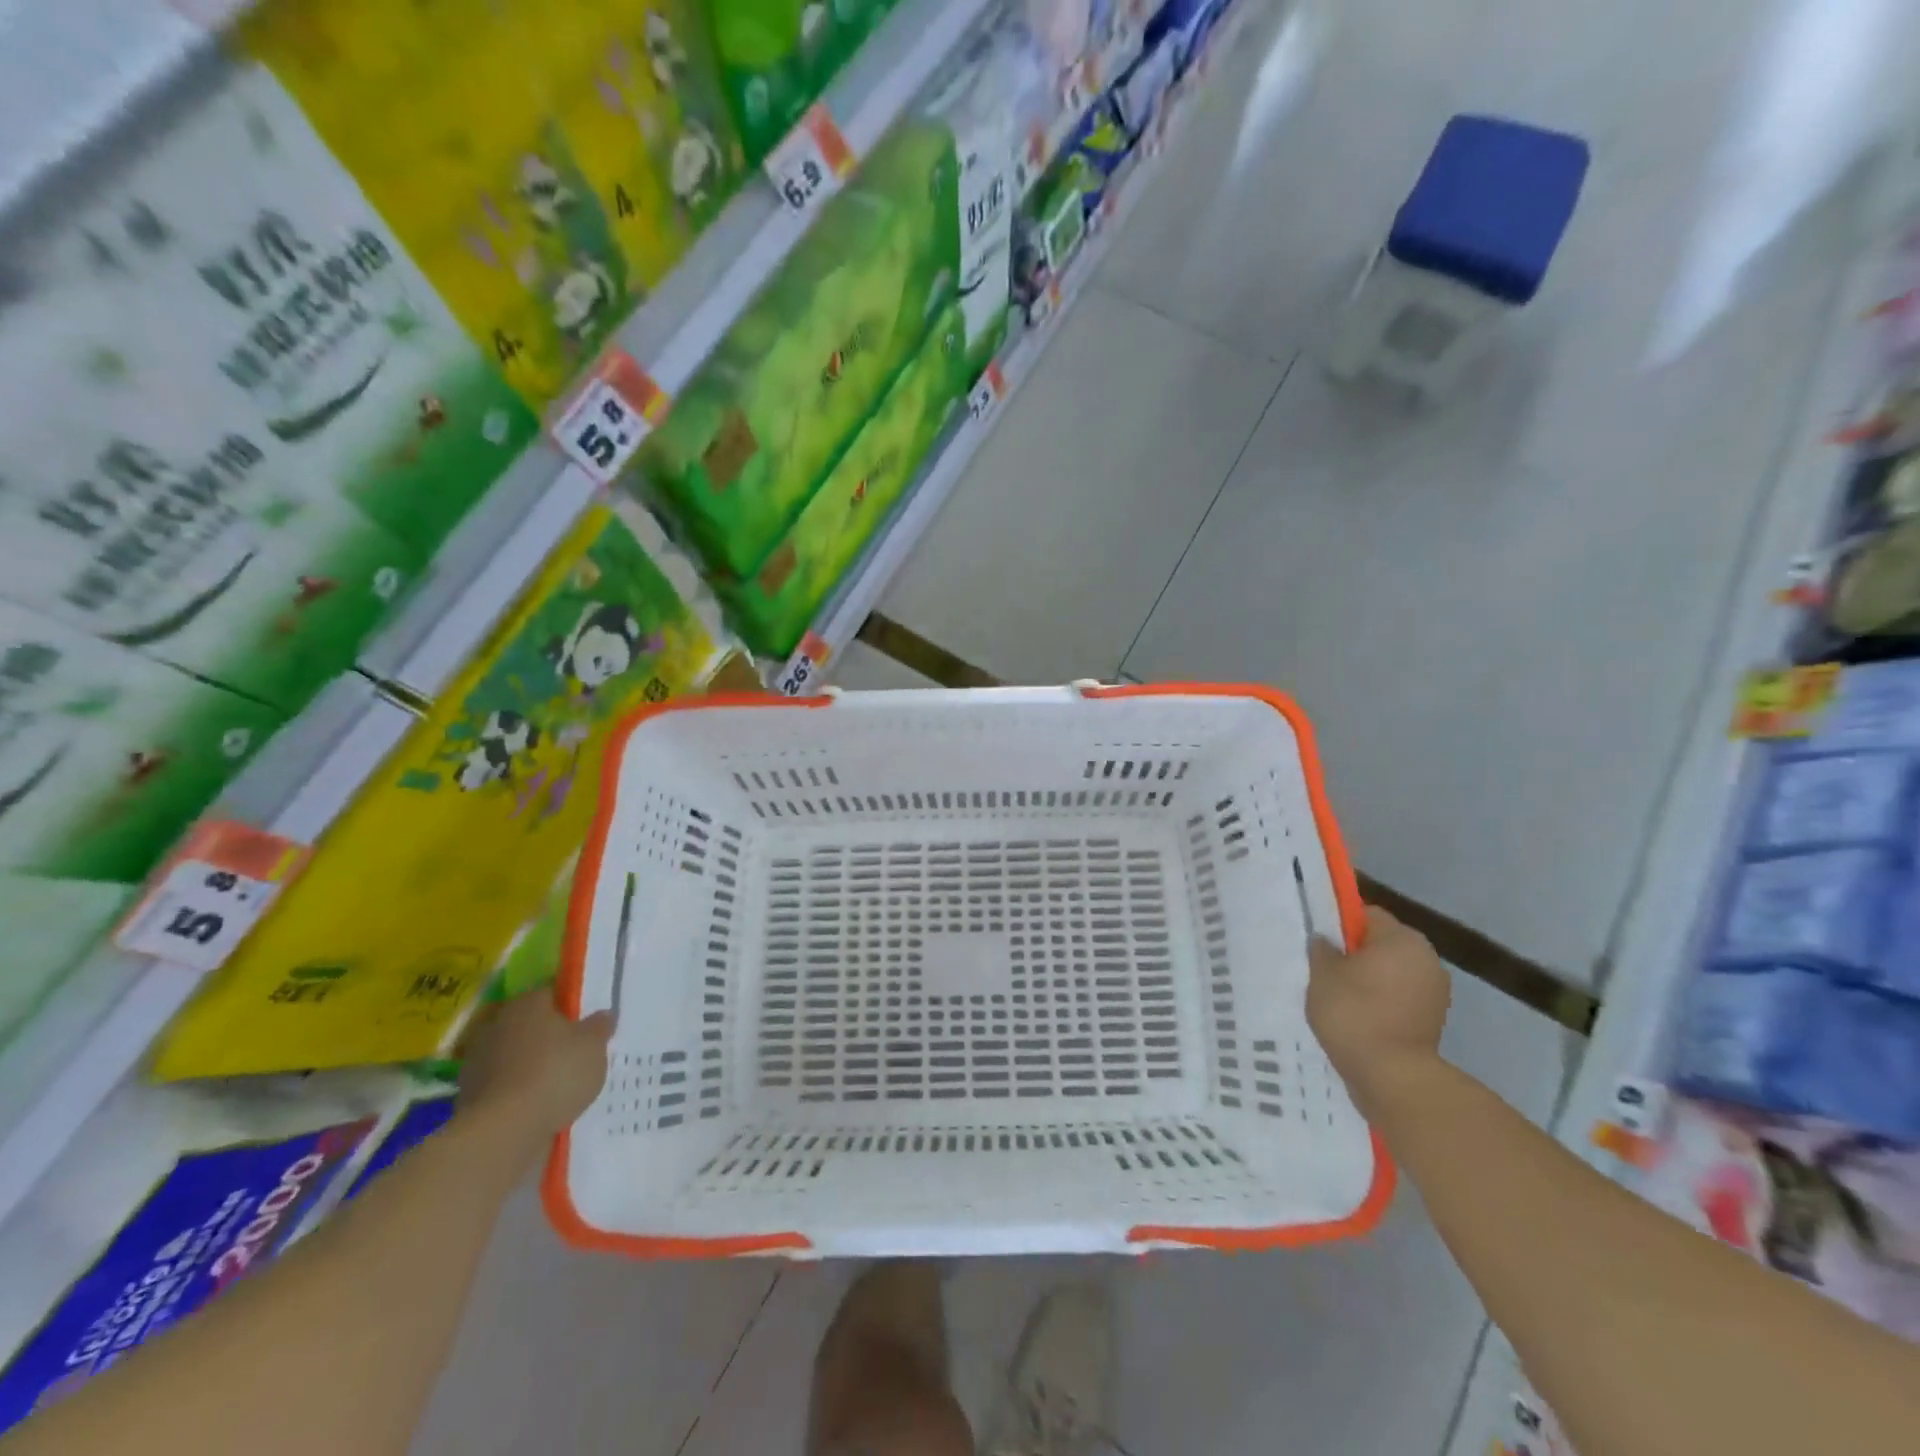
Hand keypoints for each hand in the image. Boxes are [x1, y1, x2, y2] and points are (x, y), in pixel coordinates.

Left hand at [457, 995, 613, 1159]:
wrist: (504, 1130)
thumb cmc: (555, 1072)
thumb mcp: (594, 1045)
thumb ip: (599, 1026)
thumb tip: (602, 1015)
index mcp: (528, 1003)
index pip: (550, 994)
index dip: (570, 1007)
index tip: (585, 1024)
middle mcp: (498, 1024)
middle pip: (529, 1025)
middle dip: (548, 1037)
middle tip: (574, 1053)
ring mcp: (478, 1060)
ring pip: (514, 1055)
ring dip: (530, 1065)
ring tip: (558, 1085)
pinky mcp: (469, 1095)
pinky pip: (503, 1085)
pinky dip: (517, 1091)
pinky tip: (538, 1105)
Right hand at [1307, 905, 1449, 1115]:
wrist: (1392, 1076)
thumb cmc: (1354, 1012)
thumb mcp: (1322, 973)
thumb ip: (1322, 949)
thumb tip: (1326, 941)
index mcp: (1402, 939)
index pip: (1367, 915)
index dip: (1340, 924)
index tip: (1320, 942)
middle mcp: (1426, 959)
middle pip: (1382, 944)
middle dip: (1355, 954)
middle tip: (1324, 970)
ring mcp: (1435, 992)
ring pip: (1391, 973)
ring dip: (1369, 980)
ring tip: (1339, 997)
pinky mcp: (1433, 1021)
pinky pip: (1399, 999)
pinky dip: (1380, 1003)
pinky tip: (1356, 1017)